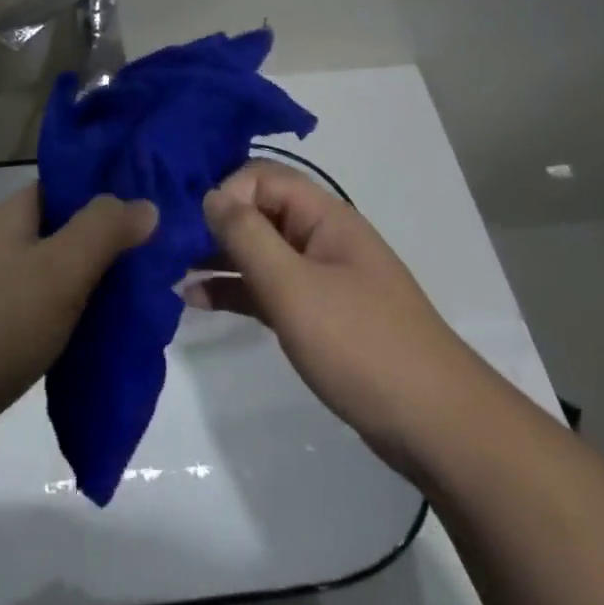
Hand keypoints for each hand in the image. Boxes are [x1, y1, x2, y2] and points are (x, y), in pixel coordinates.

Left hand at [0, 185, 157, 432]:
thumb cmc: (0, 323)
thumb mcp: (61, 268)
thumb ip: (104, 231)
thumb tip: (147, 204)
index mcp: (12, 215)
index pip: (66, 185)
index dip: (107, 190)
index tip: (152, 205)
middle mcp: (2, 243)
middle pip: (65, 229)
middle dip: (109, 242)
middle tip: (157, 257)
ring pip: (58, 273)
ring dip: (94, 282)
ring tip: (142, 294)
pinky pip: (46, 309)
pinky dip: (75, 315)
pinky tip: (104, 332)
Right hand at [190, 161, 467, 462]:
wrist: (437, 427)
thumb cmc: (361, 345)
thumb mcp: (293, 287)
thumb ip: (247, 236)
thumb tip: (210, 194)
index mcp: (323, 216)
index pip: (262, 177)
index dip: (225, 192)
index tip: (193, 225)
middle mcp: (320, 236)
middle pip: (258, 211)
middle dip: (213, 224)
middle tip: (166, 246)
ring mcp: (320, 276)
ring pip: (259, 252)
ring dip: (217, 258)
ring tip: (169, 272)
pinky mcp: (317, 314)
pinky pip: (268, 288)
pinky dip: (235, 290)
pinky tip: (195, 300)